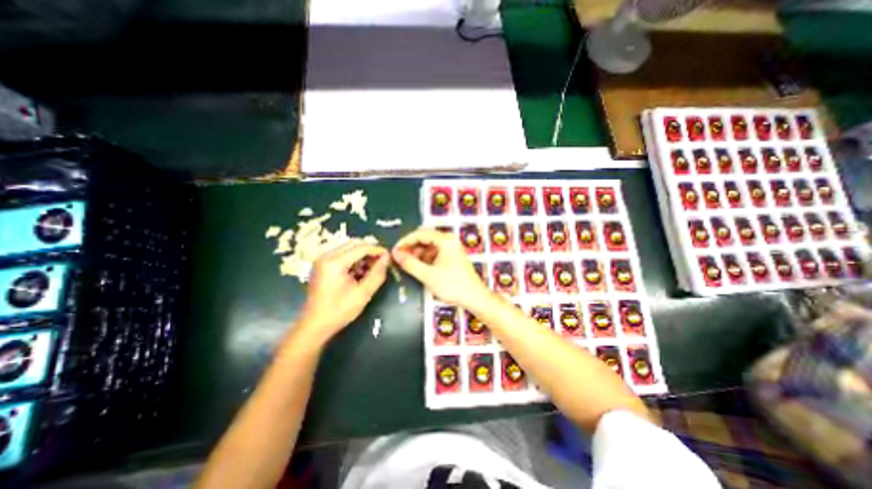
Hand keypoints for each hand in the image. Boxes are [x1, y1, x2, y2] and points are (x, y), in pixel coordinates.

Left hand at [300, 240, 387, 344]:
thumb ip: (377, 274)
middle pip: (354, 244)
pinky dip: (353, 259)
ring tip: (371, 268)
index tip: (389, 257)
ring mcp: (322, 259)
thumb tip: (387, 258)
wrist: (315, 325)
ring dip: (362, 255)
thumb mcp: (363, 293)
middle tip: (381, 262)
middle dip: (369, 251)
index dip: (377, 250)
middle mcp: (326, 256)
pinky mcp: (322, 265)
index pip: (361, 247)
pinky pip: (341, 254)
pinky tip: (359, 272)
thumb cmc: (339, 311)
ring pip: (348, 247)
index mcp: (334, 262)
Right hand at [395, 228, 489, 304]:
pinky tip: (419, 268)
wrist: (474, 297)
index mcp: (445, 240)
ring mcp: (452, 248)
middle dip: (411, 247)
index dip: (405, 241)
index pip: (420, 233)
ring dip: (418, 254)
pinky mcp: (453, 257)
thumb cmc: (452, 285)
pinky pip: (435, 253)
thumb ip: (410, 263)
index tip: (395, 251)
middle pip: (425, 238)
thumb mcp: (428, 275)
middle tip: (400, 258)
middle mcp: (449, 240)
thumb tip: (395, 253)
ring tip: (408, 265)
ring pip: (430, 246)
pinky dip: (426, 259)